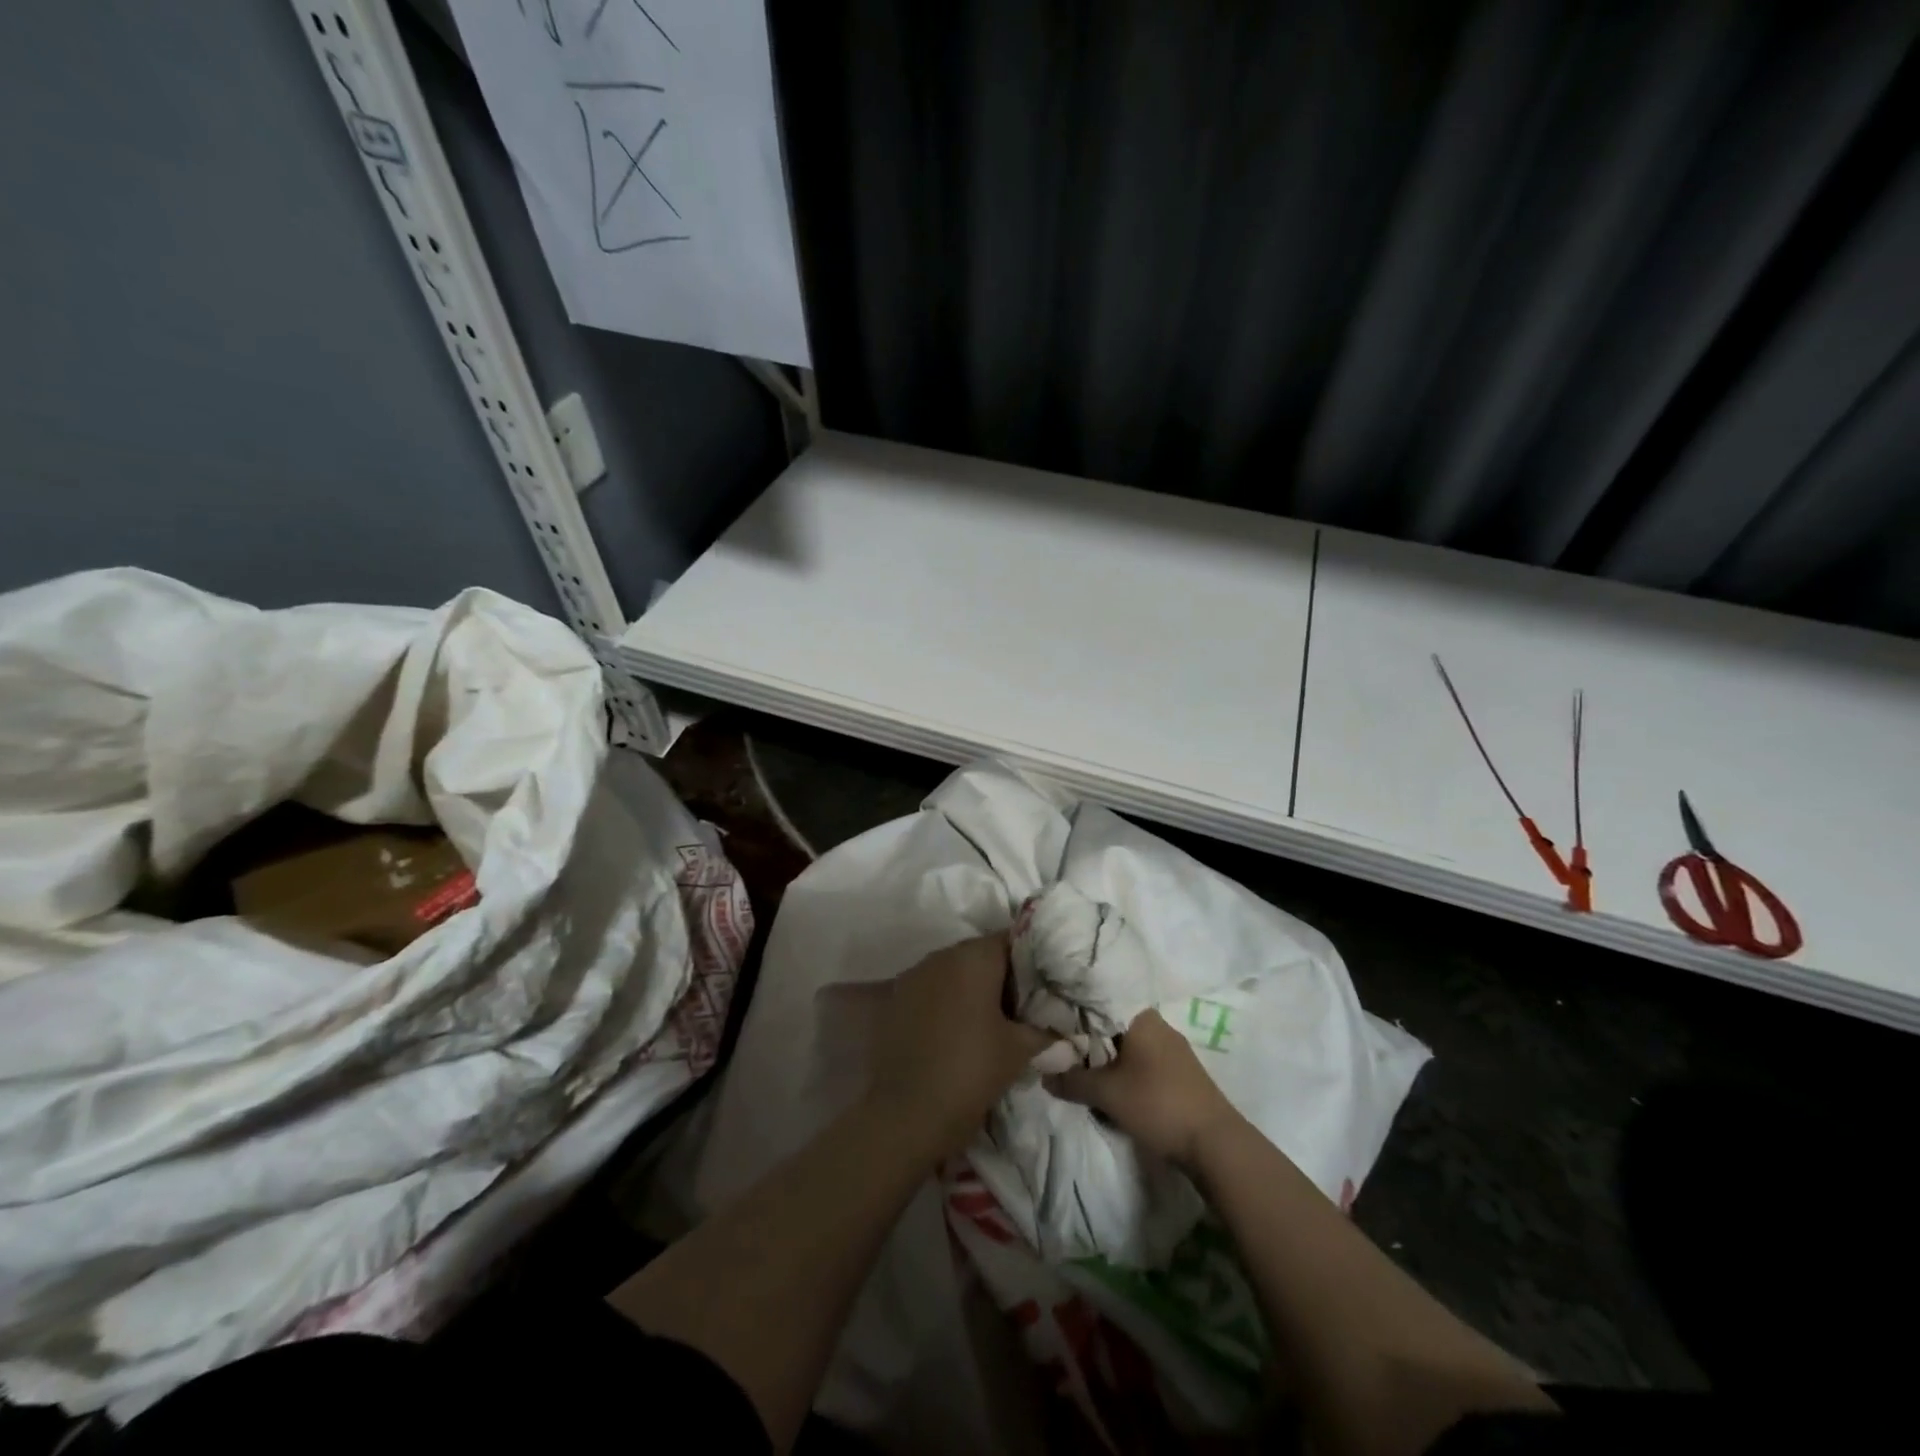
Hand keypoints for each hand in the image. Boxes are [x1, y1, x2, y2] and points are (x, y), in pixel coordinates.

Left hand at [865, 932, 1055, 1158]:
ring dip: (972, 989)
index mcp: (973, 957)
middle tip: (1023, 1007)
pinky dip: (947, 1002)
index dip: (1032, 959)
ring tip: (991, 1022)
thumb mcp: (1018, 1051)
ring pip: (954, 972)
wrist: (905, 1115)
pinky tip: (958, 1031)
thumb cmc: (970, 1072)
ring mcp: (913, 976)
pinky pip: (931, 990)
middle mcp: (941, 956)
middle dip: (1002, 976)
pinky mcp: (895, 999)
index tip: (1046, 984)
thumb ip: (1045, 1031)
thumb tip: (1065, 1030)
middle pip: (980, 954)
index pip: (1012, 940)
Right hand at [1046, 1009, 1241, 1165]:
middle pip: (1113, 1024)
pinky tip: (1114, 1086)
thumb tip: (1044, 1074)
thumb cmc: (1157, 1104)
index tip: (1052, 1023)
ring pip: (1129, 1045)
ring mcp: (1173, 1048)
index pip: (1099, 1002)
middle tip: (1063, 1052)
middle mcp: (1158, 1024)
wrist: (1215, 1143)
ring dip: (1108, 1058)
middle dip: (1089, 1039)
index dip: (1074, 1012)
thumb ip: (1072, 1080)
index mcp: (1141, 1016)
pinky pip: (1144, 1061)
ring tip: (1083, 1072)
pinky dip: (1126, 1070)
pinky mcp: (1181, 1072)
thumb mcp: (1107, 1093)